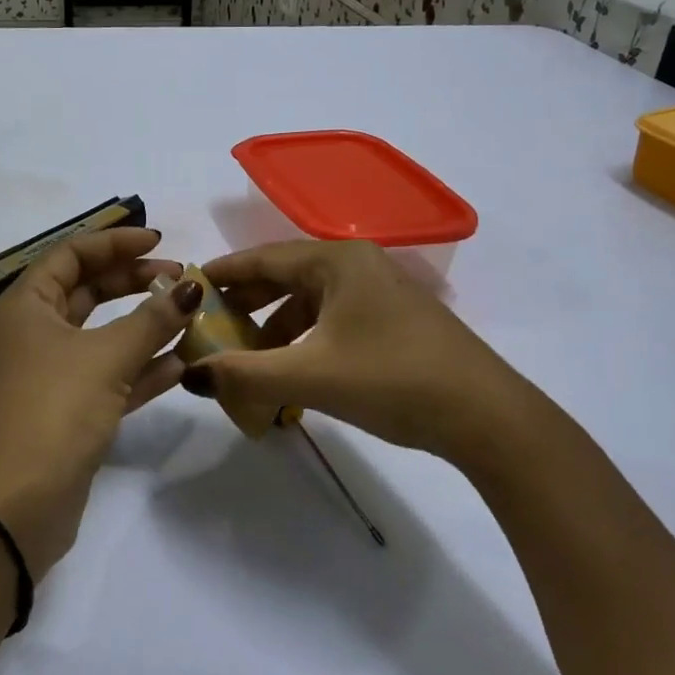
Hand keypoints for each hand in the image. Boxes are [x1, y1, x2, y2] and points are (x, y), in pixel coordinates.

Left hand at [0, 228, 202, 576]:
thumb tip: (191, 288)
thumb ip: (152, 319)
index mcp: (26, 306)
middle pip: (87, 291)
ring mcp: (49, 373)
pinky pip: (108, 375)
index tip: (159, 242)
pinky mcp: (67, 410)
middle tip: (181, 279)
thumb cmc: (54, 410)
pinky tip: (181, 363)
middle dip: (134, 282)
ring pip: (102, 335)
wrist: (17, 506)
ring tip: (189, 317)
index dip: (115, 242)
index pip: (72, 254)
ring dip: (144, 326)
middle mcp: (33, 333)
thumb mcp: (107, 357)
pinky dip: (141, 367)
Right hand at [188, 241, 523, 462]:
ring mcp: (378, 293)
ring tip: (248, 363)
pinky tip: (292, 375)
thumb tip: (191, 374)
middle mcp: (357, 266)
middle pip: (285, 277)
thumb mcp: (310, 376)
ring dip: (275, 330)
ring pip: (309, 303)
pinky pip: (331, 321)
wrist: (485, 417)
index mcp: (337, 261)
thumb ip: (244, 374)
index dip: (224, 273)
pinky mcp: (392, 321)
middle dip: (247, 305)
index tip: (188, 287)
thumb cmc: (392, 379)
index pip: (264, 258)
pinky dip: (304, 343)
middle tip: (210, 328)